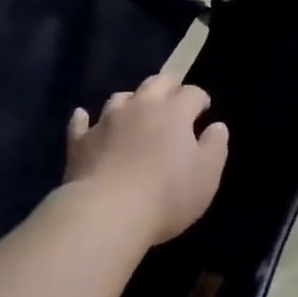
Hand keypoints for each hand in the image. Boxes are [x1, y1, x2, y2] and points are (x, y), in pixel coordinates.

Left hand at [65, 75, 229, 245]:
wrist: (107, 213)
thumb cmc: (167, 195)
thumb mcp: (207, 175)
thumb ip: (215, 146)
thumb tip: (217, 126)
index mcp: (174, 111)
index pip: (192, 93)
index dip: (200, 99)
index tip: (203, 110)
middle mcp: (140, 106)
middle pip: (156, 83)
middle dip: (168, 88)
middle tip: (174, 103)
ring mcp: (106, 121)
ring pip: (120, 98)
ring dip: (131, 102)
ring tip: (135, 115)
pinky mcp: (80, 141)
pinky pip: (81, 122)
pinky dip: (85, 119)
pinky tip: (84, 118)